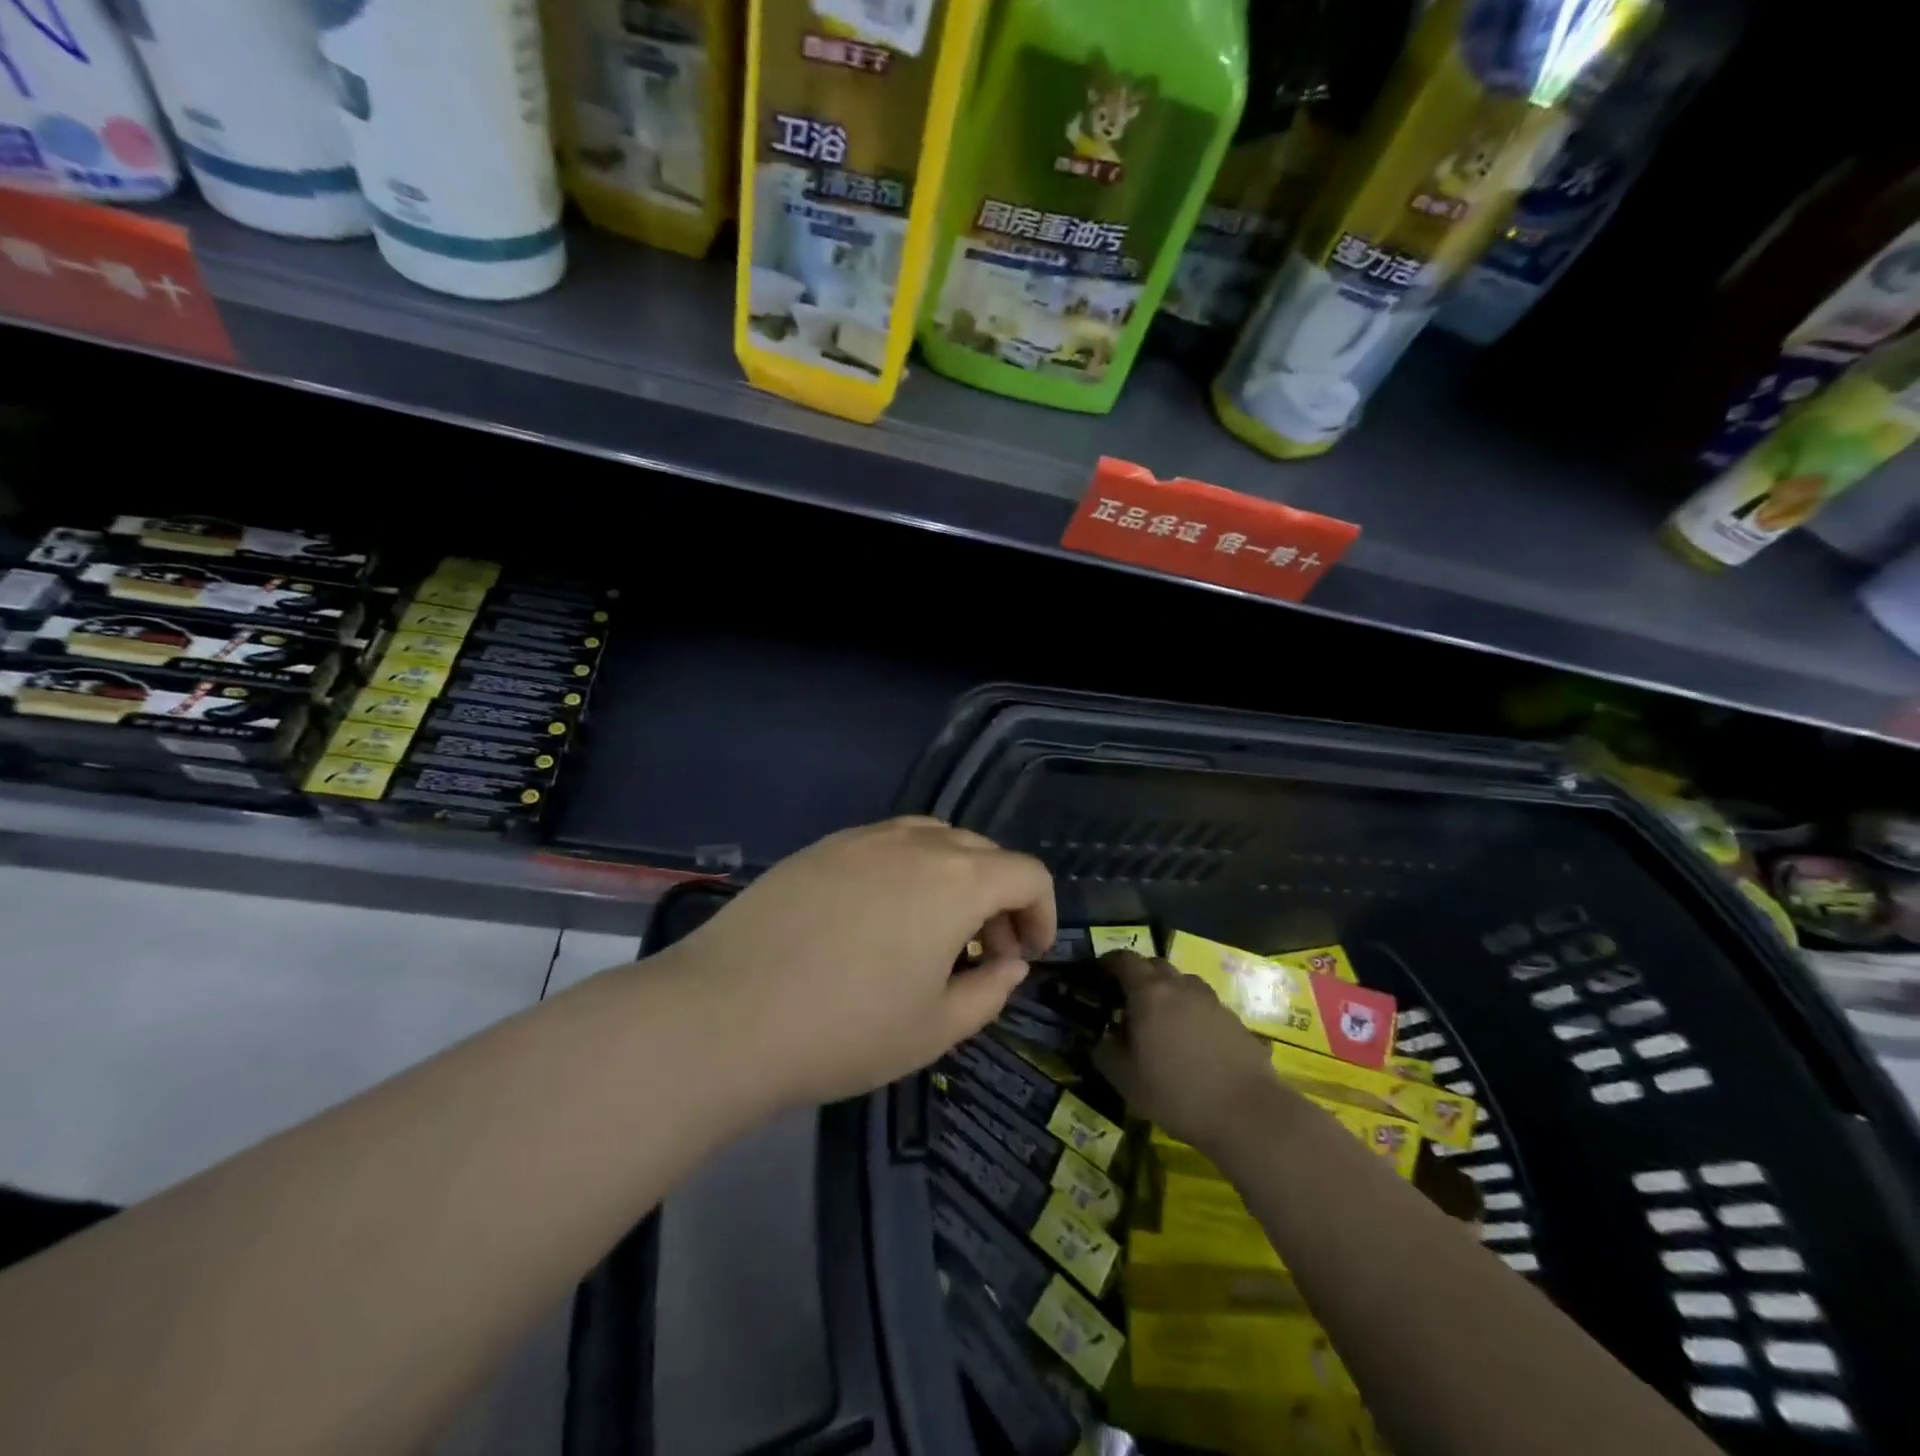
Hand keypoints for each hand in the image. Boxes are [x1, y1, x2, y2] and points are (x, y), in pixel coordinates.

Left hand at [666, 817, 1056, 1106]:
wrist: (726, 1014)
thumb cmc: (846, 1029)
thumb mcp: (935, 1028)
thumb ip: (989, 991)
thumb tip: (1008, 963)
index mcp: (956, 880)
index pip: (1027, 873)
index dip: (1042, 912)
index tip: (1028, 955)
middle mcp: (915, 843)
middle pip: (982, 852)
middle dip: (1000, 897)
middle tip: (985, 950)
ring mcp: (862, 839)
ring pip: (933, 839)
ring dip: (954, 876)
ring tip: (934, 928)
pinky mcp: (820, 847)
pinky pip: (884, 844)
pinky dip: (906, 870)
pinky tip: (879, 917)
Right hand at [1093, 950, 1281, 1155]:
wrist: (1249, 1114)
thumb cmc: (1177, 1093)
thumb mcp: (1126, 1081)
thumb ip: (1106, 1053)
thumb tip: (1100, 1038)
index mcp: (1149, 993)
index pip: (1124, 960)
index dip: (1109, 962)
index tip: (1099, 974)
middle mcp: (1181, 987)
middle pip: (1155, 965)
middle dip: (1139, 975)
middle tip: (1128, 1000)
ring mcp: (1212, 1001)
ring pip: (1183, 983)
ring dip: (1168, 992)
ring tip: (1162, 1021)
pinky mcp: (1235, 1020)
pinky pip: (1205, 1006)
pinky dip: (1192, 1013)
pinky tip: (1192, 1043)